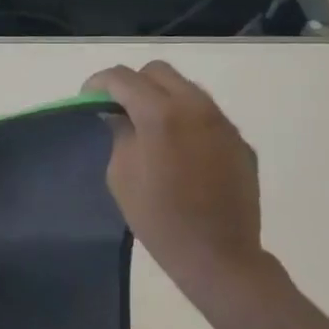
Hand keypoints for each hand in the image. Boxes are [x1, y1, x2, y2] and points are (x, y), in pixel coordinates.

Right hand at [83, 63, 272, 307]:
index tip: (88, 101)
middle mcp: (195, 107)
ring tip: (149, 128)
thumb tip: (118, 114)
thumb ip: (119, 133)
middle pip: (157, 72)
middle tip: (119, 110)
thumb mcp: (121, 174)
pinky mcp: (239, 141)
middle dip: (133, 84)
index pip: (122, 78)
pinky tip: (179, 150)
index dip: (98, 84)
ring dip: (161, 98)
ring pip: (186, 88)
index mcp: (161, 114)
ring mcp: (222, 123)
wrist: (218, 256)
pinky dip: (186, 119)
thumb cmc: (158, 218)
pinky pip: (206, 114)